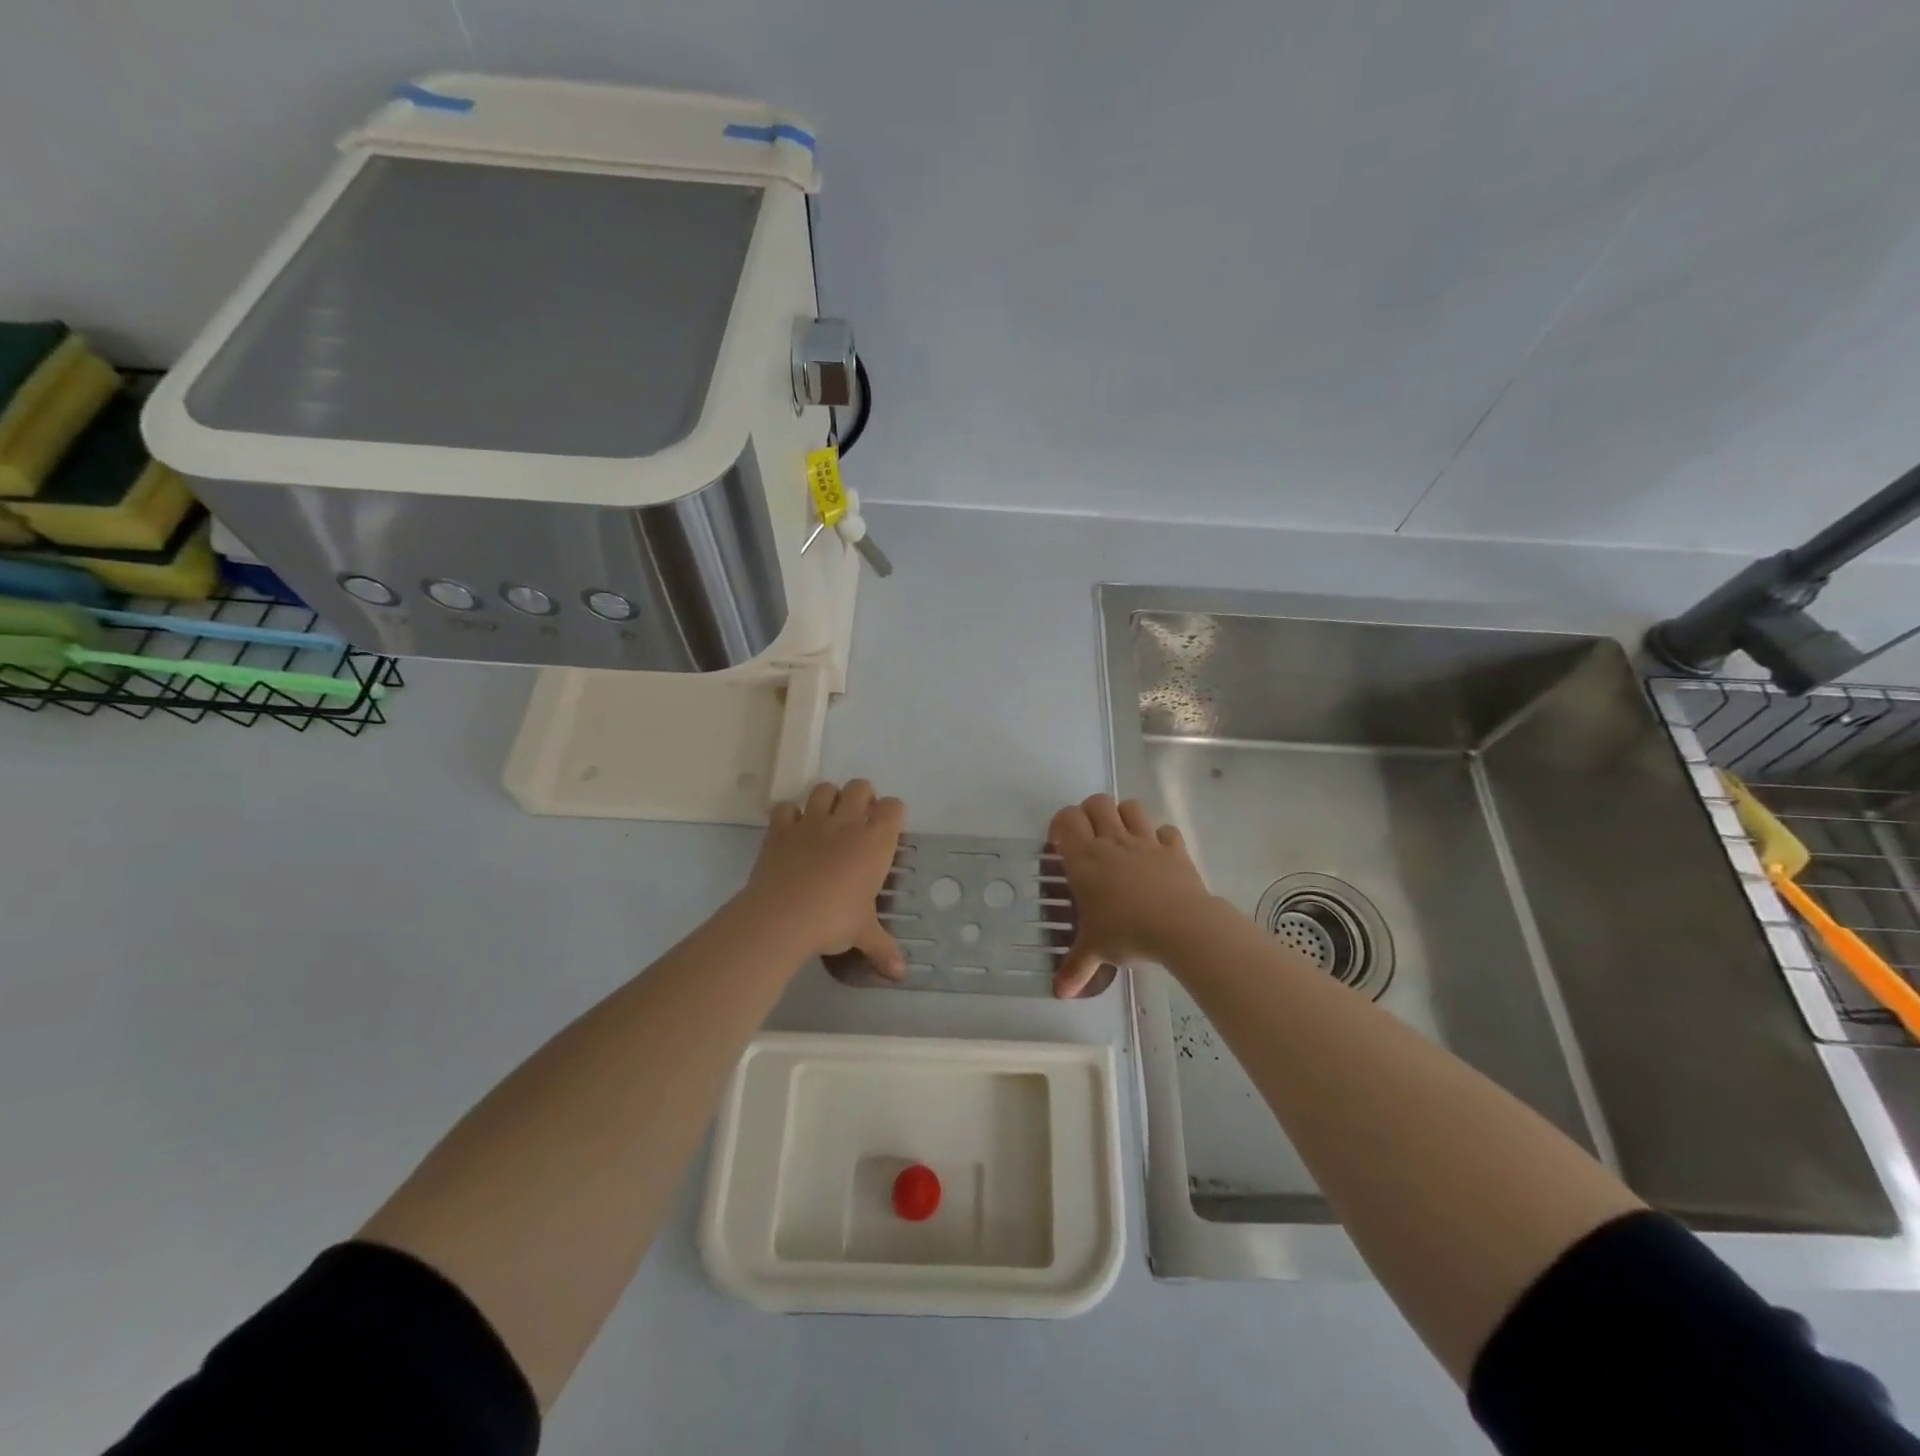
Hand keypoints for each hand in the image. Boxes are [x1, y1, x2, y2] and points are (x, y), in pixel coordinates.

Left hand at [743, 780, 905, 976]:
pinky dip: (789, 815)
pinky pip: (785, 807)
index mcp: (875, 842)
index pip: (894, 808)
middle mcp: (846, 823)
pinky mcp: (781, 828)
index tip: (887, 829)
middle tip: (859, 822)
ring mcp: (811, 821)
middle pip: (860, 787)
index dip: (892, 814)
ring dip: (828, 799)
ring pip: (824, 789)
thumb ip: (884, 949)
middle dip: (863, 797)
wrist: (782, 917)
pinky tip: (791, 830)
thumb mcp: (863, 934)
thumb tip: (901, 974)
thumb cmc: (834, 920)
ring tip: (827, 821)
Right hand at [1049, 795, 1213, 997]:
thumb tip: (1059, 993)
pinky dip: (1160, 837)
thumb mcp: (1095, 951)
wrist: (1181, 927)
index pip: (1066, 818)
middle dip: (1089, 813)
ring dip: (1124, 816)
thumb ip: (1076, 968)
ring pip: (1131, 807)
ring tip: (1122, 839)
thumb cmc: (1126, 932)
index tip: (1060, 846)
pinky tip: (1157, 855)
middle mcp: (1113, 841)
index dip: (1060, 825)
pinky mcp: (1175, 850)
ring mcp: (1146, 842)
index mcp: (1085, 857)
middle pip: (1097, 802)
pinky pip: (1166, 831)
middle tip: (1088, 839)